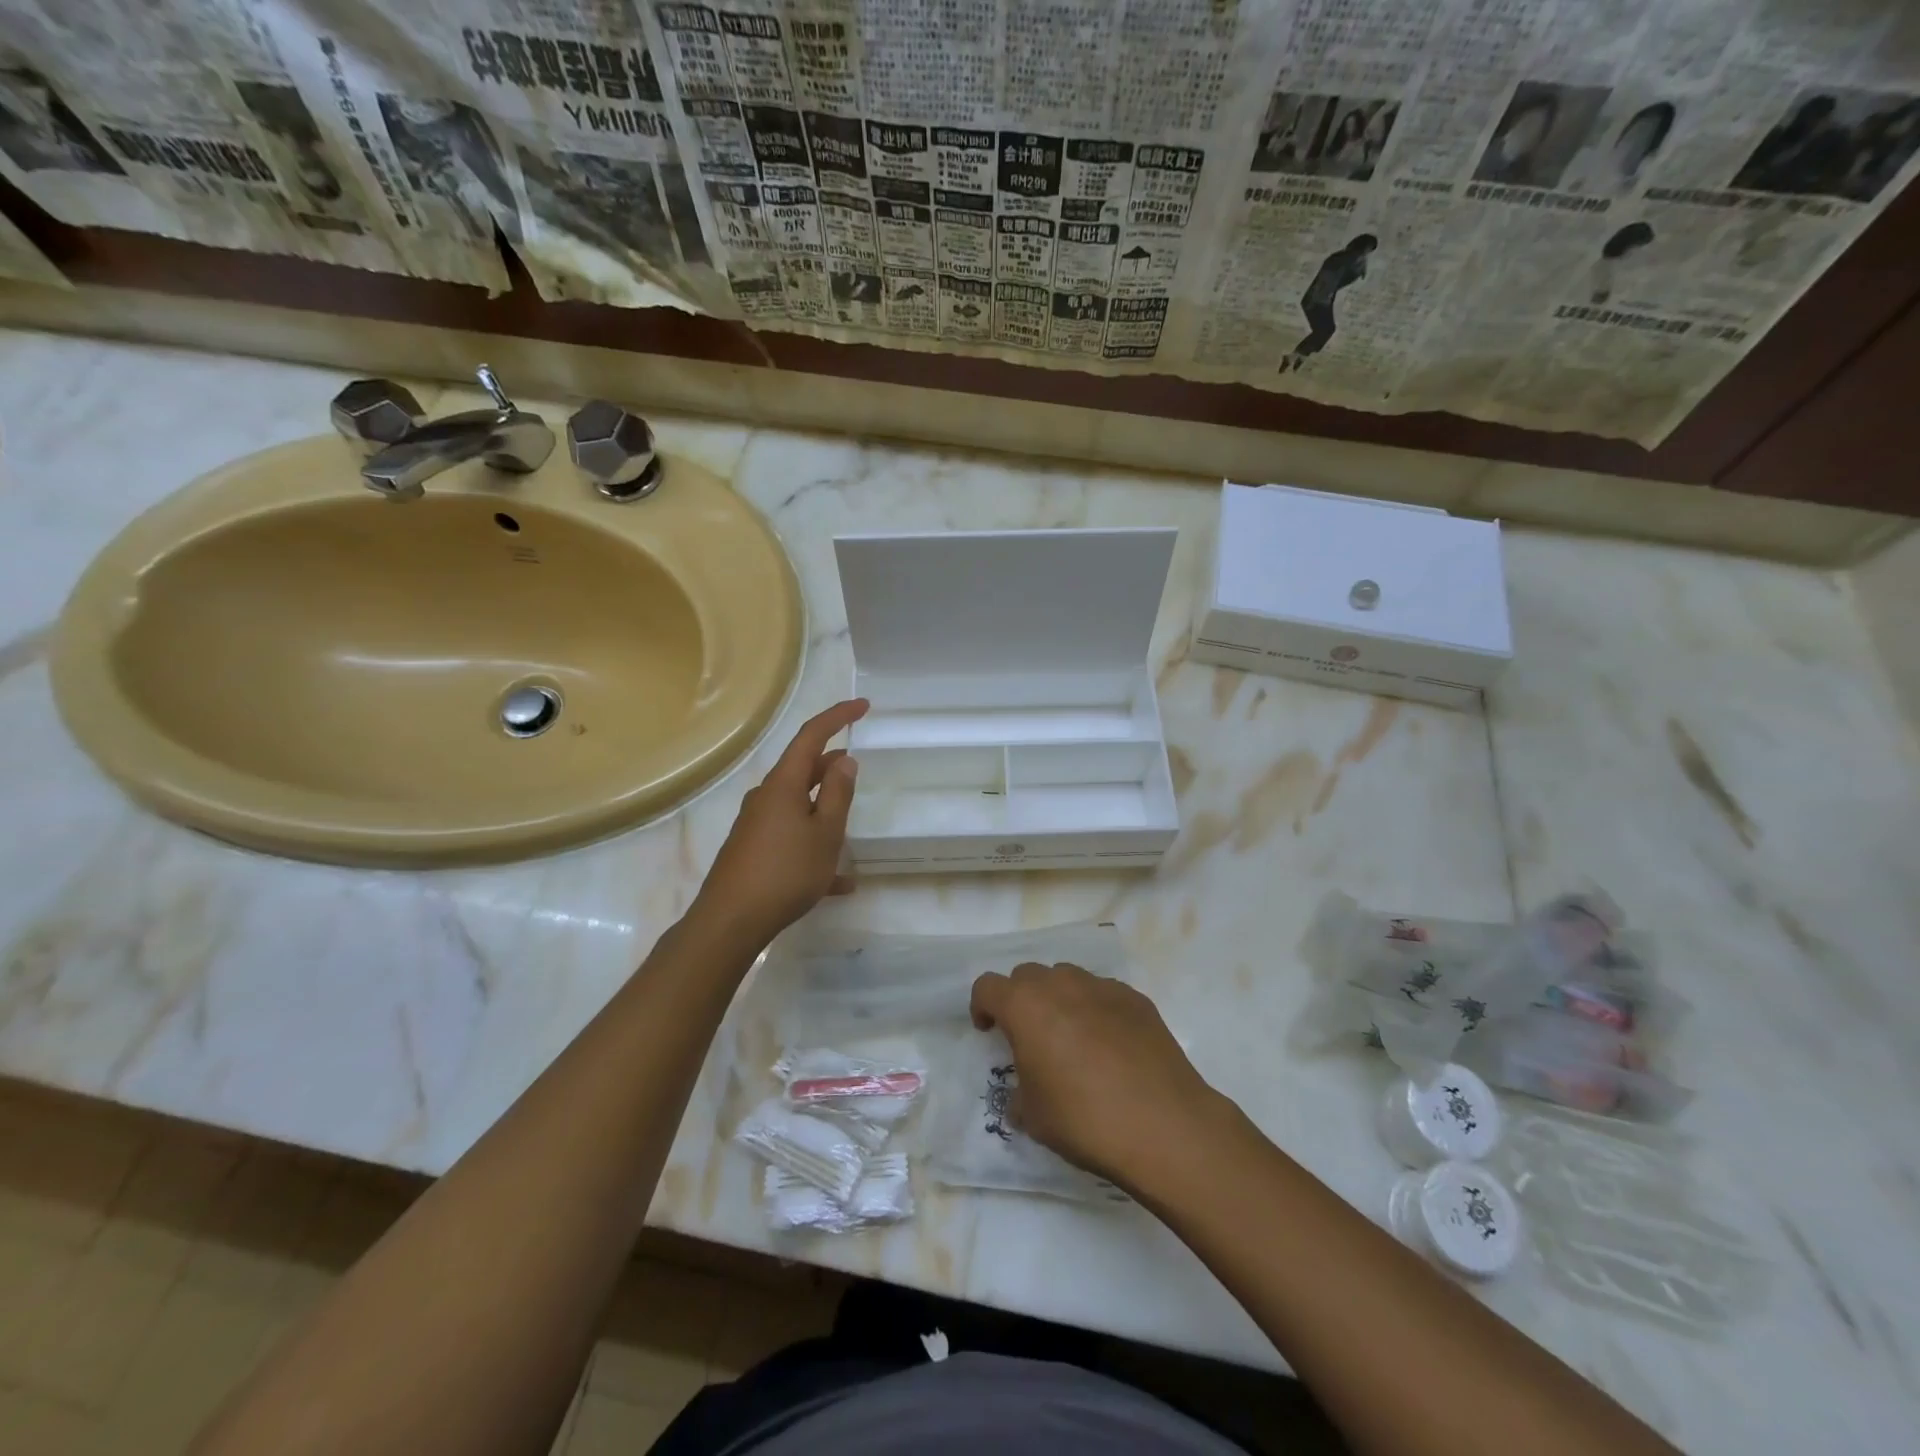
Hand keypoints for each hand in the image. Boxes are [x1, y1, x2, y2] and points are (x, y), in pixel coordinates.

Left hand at [693, 699, 866, 947]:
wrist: (730, 921)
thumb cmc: (785, 872)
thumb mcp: (825, 833)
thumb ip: (837, 794)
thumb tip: (843, 760)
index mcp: (783, 784)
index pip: (812, 736)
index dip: (838, 717)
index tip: (863, 706)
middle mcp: (766, 797)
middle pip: (803, 771)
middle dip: (831, 769)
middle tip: (858, 773)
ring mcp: (756, 824)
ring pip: (798, 806)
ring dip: (825, 812)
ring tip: (850, 831)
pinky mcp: (752, 850)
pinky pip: (790, 838)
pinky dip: (813, 848)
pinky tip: (837, 883)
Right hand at [969, 961, 1226, 1190]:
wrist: (1163, 1124)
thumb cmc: (1084, 1120)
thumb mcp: (1033, 1117)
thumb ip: (1019, 1091)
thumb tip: (1025, 1089)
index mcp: (1025, 1006)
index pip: (987, 986)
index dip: (982, 1006)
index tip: (990, 1031)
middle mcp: (1060, 985)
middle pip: (1027, 975)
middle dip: (1021, 999)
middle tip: (1030, 1036)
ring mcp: (1101, 987)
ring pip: (1067, 978)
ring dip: (1058, 999)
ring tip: (1071, 1038)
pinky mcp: (1135, 998)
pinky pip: (1102, 993)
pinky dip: (1095, 1009)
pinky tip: (1110, 1045)